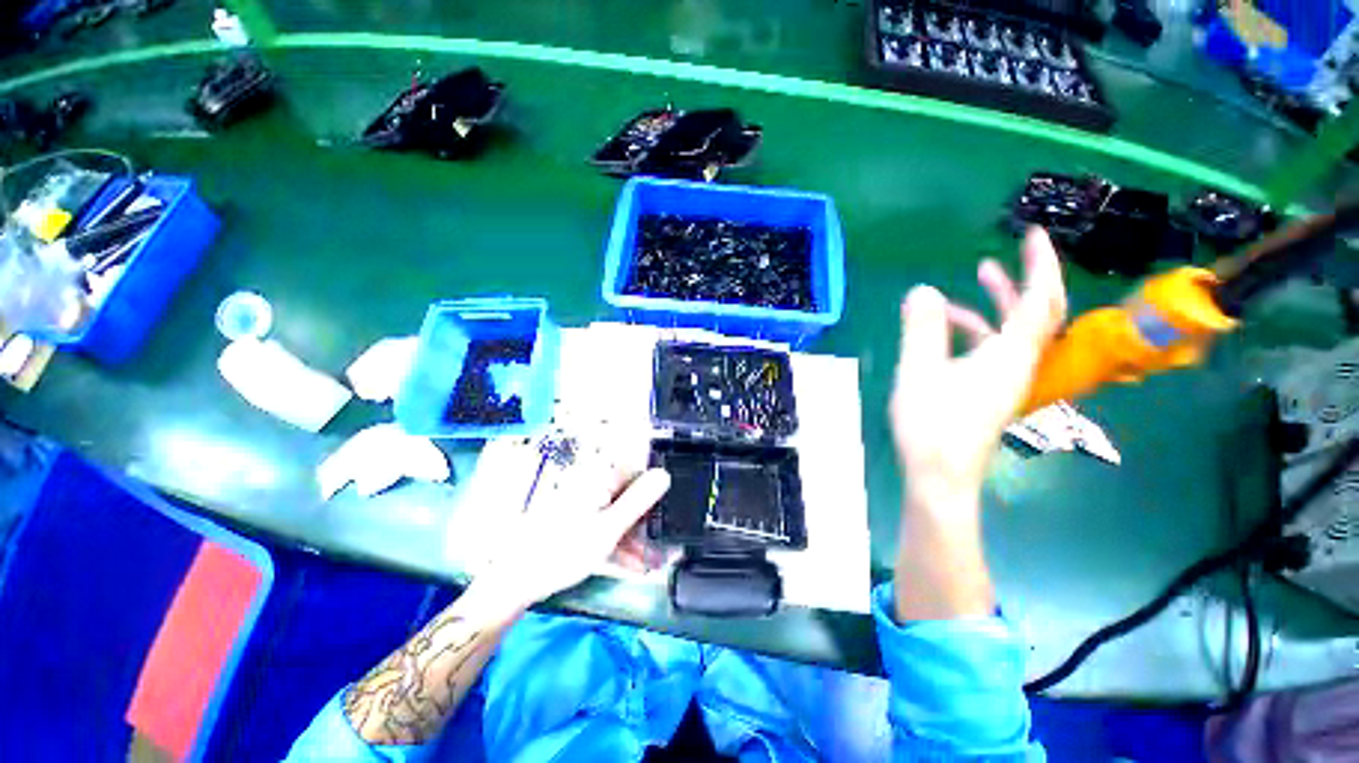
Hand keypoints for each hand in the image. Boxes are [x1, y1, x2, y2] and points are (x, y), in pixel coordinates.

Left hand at [476, 441, 671, 609]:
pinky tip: (631, 563)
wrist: (516, 579)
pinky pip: (604, 523)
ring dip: (635, 536)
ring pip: (618, 513)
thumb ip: (639, 500)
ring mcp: (584, 501)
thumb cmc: (563, 550)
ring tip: (650, 564)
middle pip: (629, 495)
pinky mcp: (576, 518)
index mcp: (599, 476)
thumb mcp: (609, 527)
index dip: (655, 492)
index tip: (667, 514)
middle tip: (661, 546)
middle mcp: (593, 482)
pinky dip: (618, 540)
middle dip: (646, 520)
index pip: (638, 472)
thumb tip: (664, 474)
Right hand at [891, 227, 1066, 511]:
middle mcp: (1019, 363)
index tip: (1033, 234)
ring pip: (1013, 331)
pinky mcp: (991, 392)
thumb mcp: (918, 371)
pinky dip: (977, 329)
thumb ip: (921, 329)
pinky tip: (949, 327)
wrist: (940, 476)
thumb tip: (922, 290)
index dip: (1039, 264)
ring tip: (974, 279)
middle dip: (1023, 280)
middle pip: (1036, 314)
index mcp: (1009, 355)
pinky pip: (994, 349)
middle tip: (1002, 254)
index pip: (1038, 300)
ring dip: (997, 303)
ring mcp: (1006, 379)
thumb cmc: (932, 424)